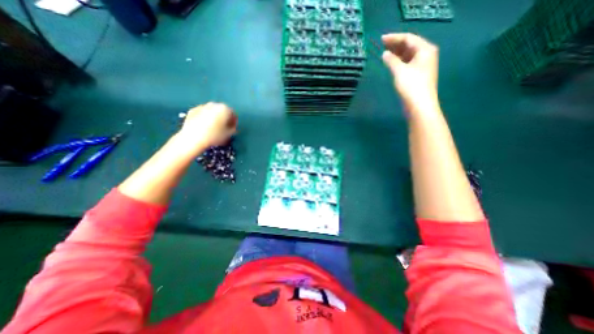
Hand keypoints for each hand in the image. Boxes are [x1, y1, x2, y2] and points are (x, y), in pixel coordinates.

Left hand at [177, 102, 237, 152]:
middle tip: (224, 128)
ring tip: (213, 128)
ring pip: (212, 111)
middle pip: (222, 111)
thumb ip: (233, 129)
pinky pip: (202, 114)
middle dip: (224, 118)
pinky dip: (204, 118)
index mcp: (224, 109)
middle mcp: (213, 104)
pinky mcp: (192, 110)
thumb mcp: (229, 134)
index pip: (233, 114)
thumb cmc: (214, 136)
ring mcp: (202, 106)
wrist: (193, 138)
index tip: (233, 129)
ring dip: (214, 118)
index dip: (234, 122)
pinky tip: (204, 127)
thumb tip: (233, 127)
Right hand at [384, 33, 436, 105]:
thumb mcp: (399, 71)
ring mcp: (422, 65)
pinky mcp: (417, 75)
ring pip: (408, 55)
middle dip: (395, 45)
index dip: (394, 38)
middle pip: (409, 45)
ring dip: (396, 53)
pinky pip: (407, 63)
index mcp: (425, 50)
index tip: (381, 39)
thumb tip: (385, 54)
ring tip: (384, 53)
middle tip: (381, 45)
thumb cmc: (411, 86)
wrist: (419, 106)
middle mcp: (425, 55)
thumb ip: (391, 61)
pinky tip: (391, 63)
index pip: (408, 38)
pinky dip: (398, 62)